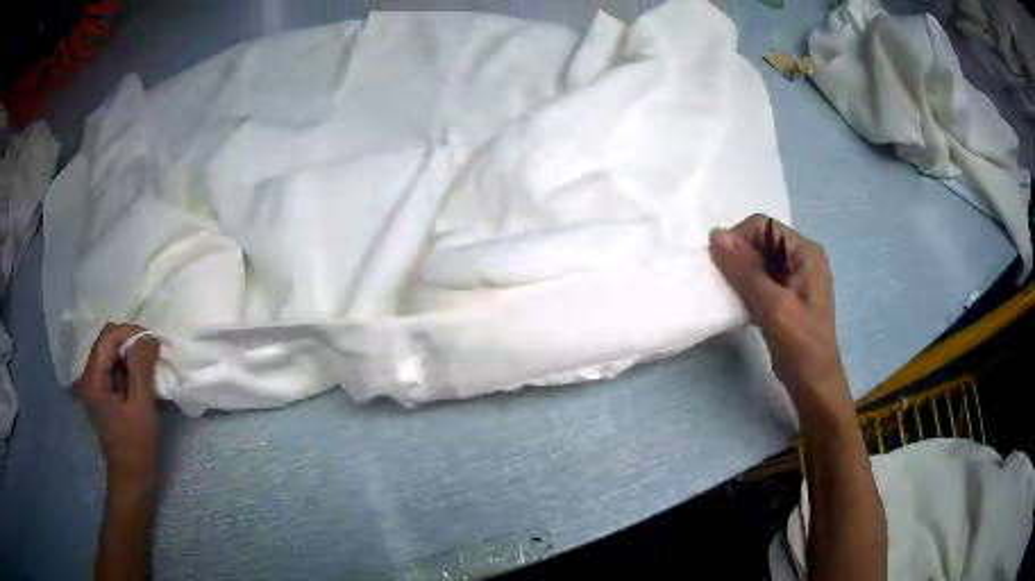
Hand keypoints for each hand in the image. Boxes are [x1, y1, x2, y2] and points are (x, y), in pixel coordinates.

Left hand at [74, 323, 160, 491]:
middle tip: (153, 353)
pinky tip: (140, 377)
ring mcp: (93, 386)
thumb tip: (149, 337)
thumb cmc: (136, 446)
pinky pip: (113, 368)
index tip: (152, 342)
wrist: (132, 479)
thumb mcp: (142, 407)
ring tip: (149, 364)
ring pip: (111, 354)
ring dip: (130, 355)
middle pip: (107, 343)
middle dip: (130, 343)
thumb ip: (142, 369)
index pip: (108, 337)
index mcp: (92, 379)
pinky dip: (127, 367)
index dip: (130, 333)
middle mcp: (88, 377)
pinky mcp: (101, 394)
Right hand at [709, 215, 853, 428]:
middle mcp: (802, 258)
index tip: (720, 265)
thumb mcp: (774, 306)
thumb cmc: (800, 345)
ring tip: (729, 294)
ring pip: (759, 262)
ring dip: (740, 274)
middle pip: (761, 241)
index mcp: (806, 252)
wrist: (813, 384)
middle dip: (738, 257)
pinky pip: (761, 280)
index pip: (764, 226)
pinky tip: (739, 304)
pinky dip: (746, 287)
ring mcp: (796, 278)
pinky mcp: (787, 296)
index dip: (739, 239)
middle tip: (723, 282)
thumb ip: (746, 270)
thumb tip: (715, 235)